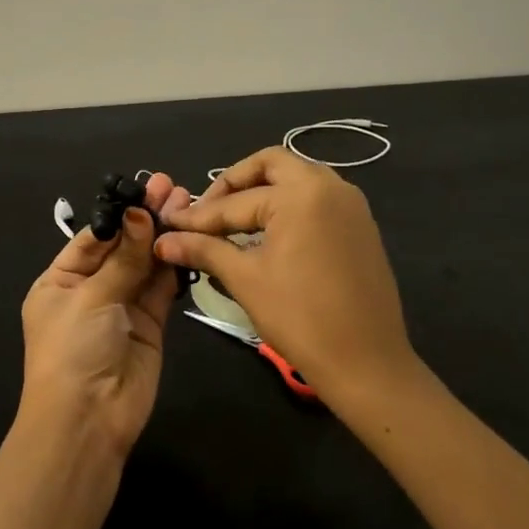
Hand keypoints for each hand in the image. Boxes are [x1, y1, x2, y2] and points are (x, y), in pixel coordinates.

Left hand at [20, 172, 193, 457]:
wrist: (88, 421)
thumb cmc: (73, 351)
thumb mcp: (91, 298)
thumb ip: (123, 258)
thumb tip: (141, 212)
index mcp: (59, 281)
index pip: (93, 238)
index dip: (120, 214)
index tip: (146, 186)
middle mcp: (90, 290)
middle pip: (122, 247)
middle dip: (145, 218)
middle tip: (172, 186)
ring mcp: (121, 307)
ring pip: (145, 264)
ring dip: (163, 235)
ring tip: (187, 202)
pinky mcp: (150, 324)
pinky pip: (161, 288)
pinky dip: (174, 264)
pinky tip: (189, 236)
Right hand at [154, 148, 415, 406]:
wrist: (367, 362)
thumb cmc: (300, 318)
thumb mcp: (245, 280)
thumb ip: (203, 250)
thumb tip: (162, 241)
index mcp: (301, 193)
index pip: (236, 201)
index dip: (198, 217)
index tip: (168, 224)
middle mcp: (330, 186)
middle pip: (270, 166)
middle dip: (233, 184)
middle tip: (207, 213)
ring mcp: (350, 204)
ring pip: (296, 179)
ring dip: (262, 193)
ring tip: (231, 224)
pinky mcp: (360, 226)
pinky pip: (316, 200)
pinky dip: (287, 208)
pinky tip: (266, 236)